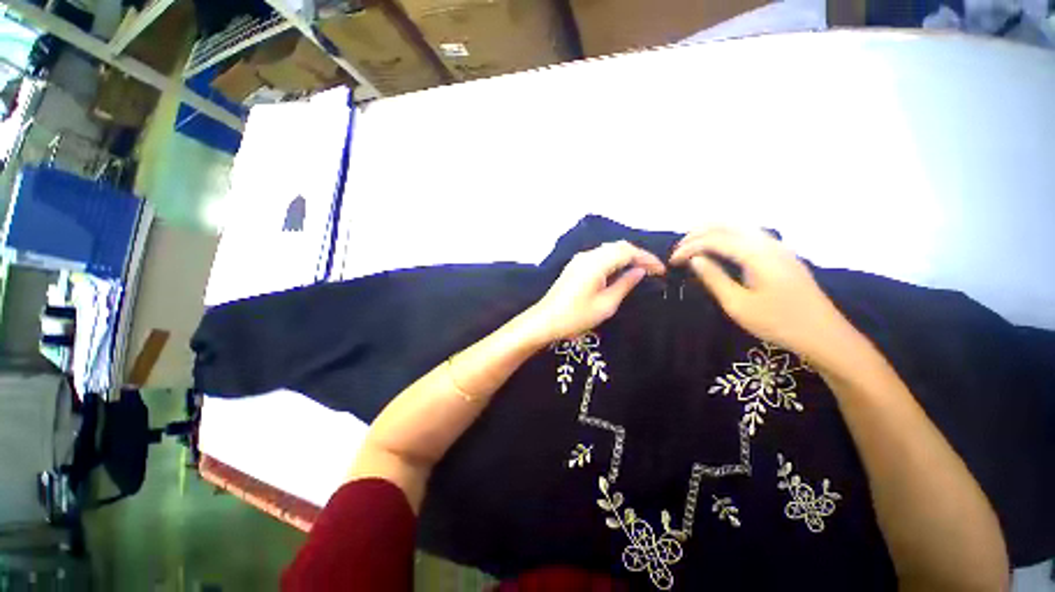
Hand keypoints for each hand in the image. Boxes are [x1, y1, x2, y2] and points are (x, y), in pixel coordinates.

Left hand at [530, 241, 664, 342]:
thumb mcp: (606, 304)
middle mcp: (588, 255)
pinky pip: (599, 257)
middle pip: (618, 247)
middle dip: (638, 255)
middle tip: (652, 270)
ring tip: (640, 271)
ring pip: (608, 250)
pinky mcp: (575, 266)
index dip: (647, 258)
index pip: (628, 251)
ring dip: (625, 257)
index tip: (661, 271)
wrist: (545, 321)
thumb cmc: (576, 316)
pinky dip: (613, 260)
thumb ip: (625, 284)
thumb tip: (639, 270)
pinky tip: (619, 272)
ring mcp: (579, 260)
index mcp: (596, 263)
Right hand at [670, 227, 857, 364]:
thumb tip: (695, 260)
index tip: (672, 262)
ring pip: (738, 226)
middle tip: (679, 250)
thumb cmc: (778, 323)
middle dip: (697, 234)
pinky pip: (748, 234)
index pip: (714, 240)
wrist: (824, 335)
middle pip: (726, 225)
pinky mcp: (781, 254)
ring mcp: (778, 246)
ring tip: (692, 245)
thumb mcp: (738, 305)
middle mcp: (767, 242)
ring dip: (712, 232)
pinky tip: (719, 247)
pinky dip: (727, 235)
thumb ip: (714, 278)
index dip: (689, 247)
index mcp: (756, 254)